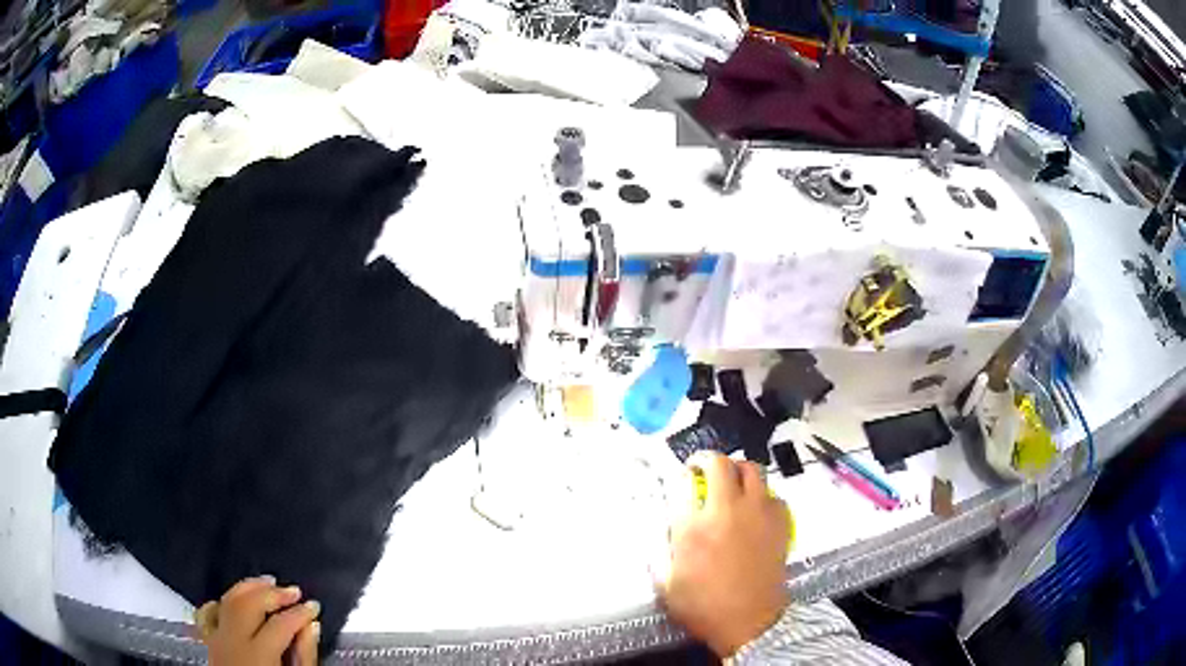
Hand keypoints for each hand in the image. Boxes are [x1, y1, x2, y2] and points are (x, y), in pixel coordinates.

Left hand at [196, 576, 320, 665]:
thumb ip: (304, 656)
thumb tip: (311, 627)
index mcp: (258, 656)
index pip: (281, 624)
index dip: (300, 612)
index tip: (313, 606)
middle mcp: (233, 642)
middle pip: (250, 604)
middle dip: (274, 593)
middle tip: (294, 590)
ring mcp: (217, 639)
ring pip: (229, 601)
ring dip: (249, 588)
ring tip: (268, 582)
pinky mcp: (208, 640)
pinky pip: (211, 611)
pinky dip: (225, 600)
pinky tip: (238, 597)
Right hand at [660, 453, 790, 657]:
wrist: (750, 622)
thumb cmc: (704, 607)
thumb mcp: (667, 584)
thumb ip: (660, 551)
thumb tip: (662, 528)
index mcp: (693, 527)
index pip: (682, 481)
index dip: (679, 475)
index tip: (680, 479)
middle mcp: (726, 510)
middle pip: (720, 463)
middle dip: (707, 460)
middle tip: (703, 470)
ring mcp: (757, 513)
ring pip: (752, 469)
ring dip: (738, 470)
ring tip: (731, 483)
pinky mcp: (779, 522)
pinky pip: (773, 494)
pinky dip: (762, 496)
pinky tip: (755, 510)